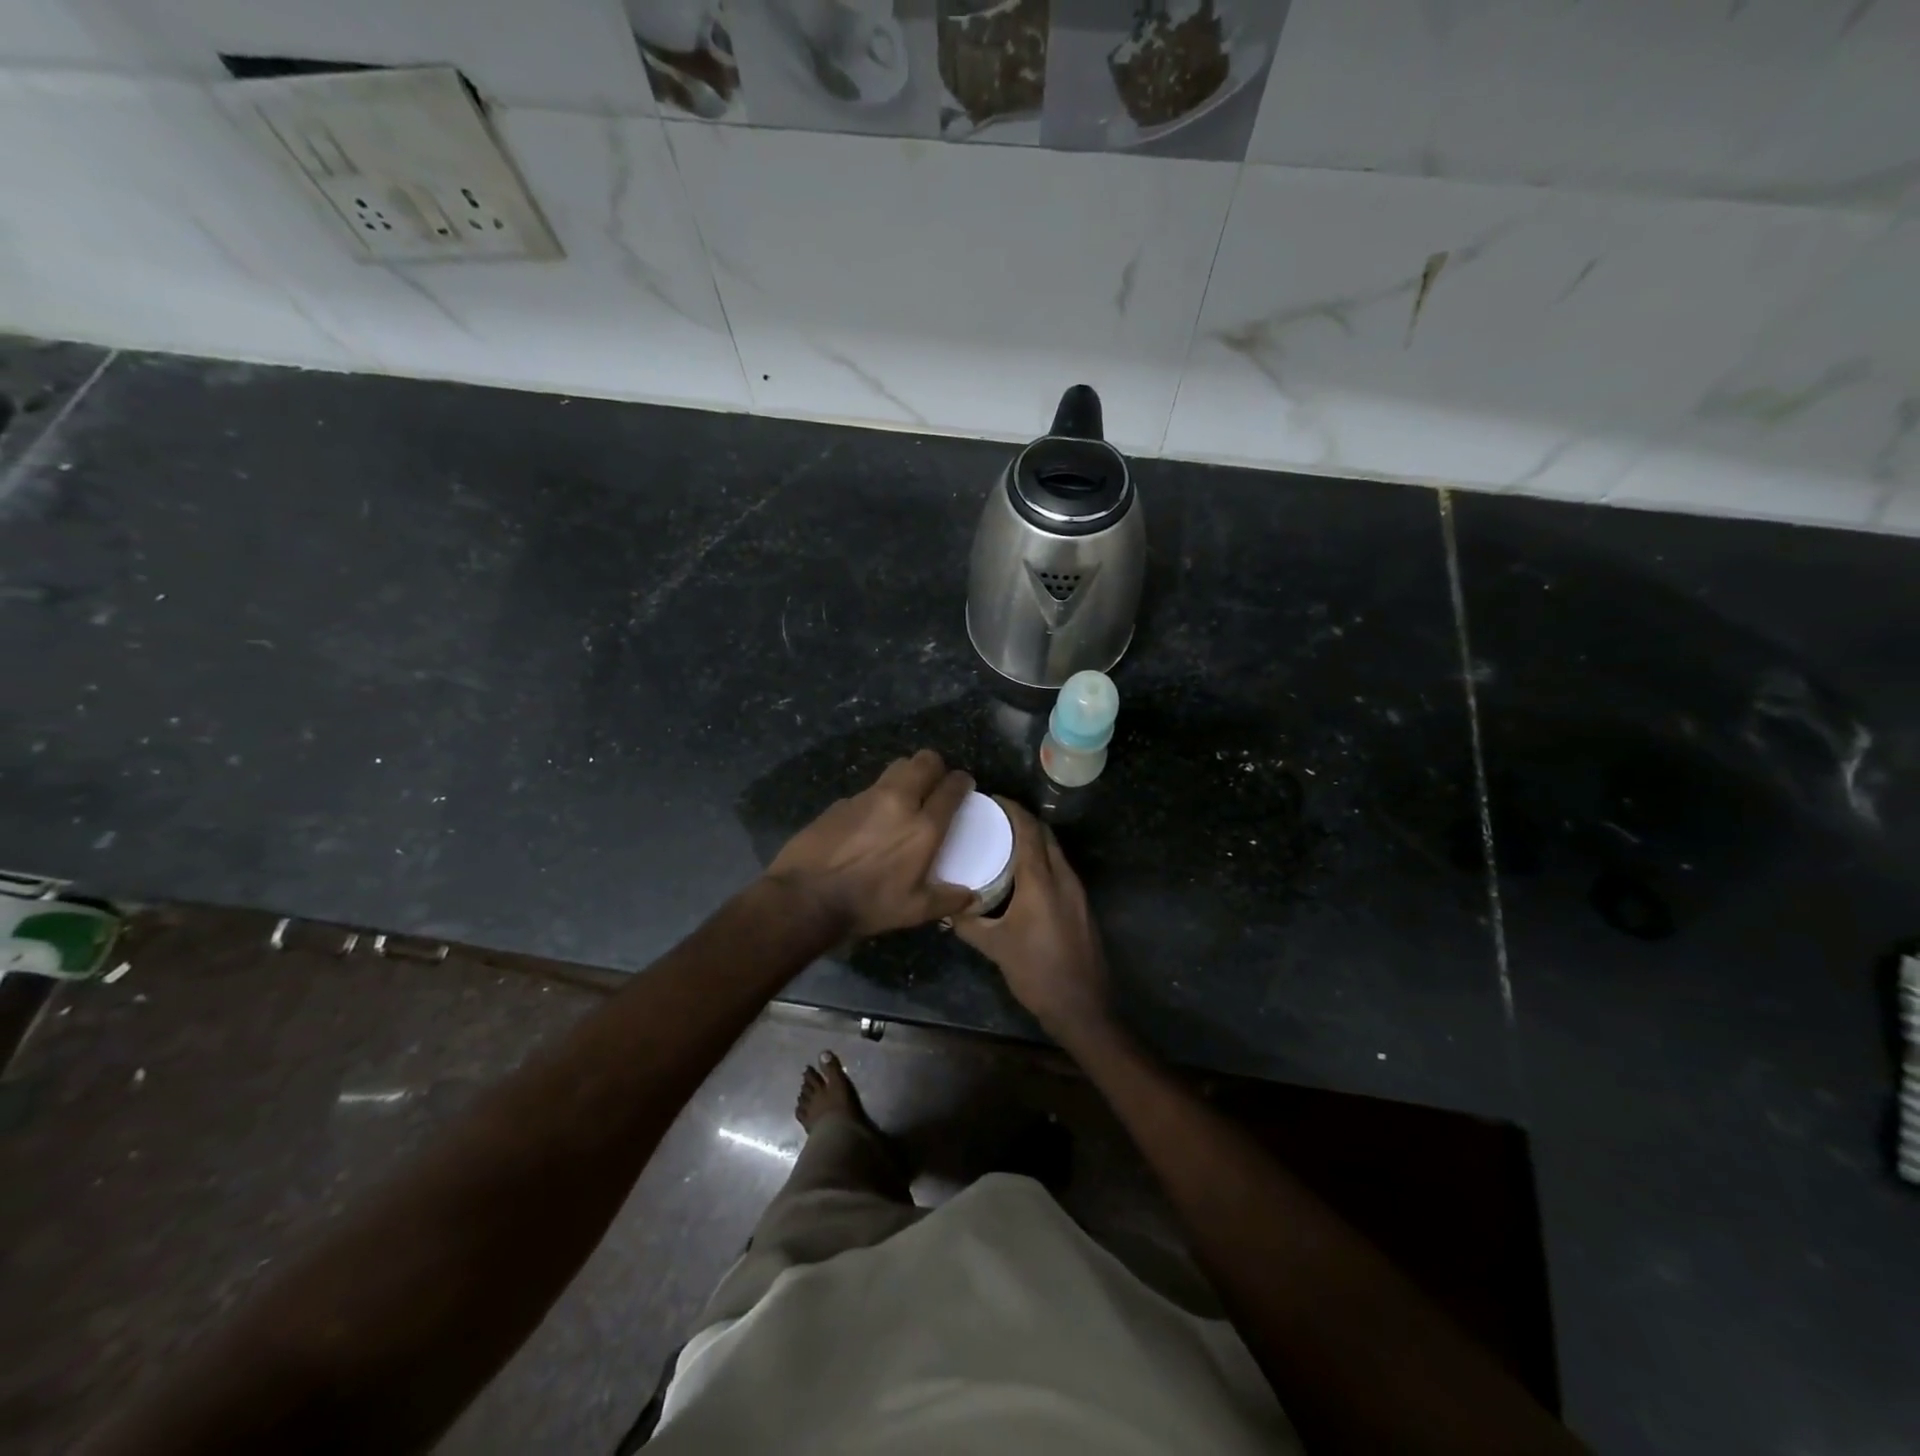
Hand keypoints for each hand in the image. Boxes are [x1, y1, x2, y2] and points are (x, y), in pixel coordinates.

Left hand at [767, 749, 977, 937]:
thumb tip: (971, 898)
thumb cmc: (867, 905)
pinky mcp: (841, 802)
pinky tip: (869, 822)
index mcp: (923, 826)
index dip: (962, 782)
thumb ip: (946, 900)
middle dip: (935, 767)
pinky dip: (877, 799)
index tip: (964, 786)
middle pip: (924, 761)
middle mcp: (898, 801)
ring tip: (904, 799)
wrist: (805, 897)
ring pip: (895, 768)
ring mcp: (866, 797)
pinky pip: (868, 790)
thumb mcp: (913, 910)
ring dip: (906, 777)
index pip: (951, 787)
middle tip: (935, 784)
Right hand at [954, 799, 1110, 1040]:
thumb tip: (945, 908)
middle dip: (1023, 820)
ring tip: (1005, 842)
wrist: (1082, 1006)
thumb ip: (968, 923)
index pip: (1029, 830)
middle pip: (1046, 835)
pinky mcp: (1082, 906)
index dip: (1012, 810)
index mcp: (1041, 880)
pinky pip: (1061, 869)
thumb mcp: (994, 947)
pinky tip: (1024, 874)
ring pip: (1056, 852)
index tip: (992, 800)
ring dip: (1034, 840)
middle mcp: (1063, 878)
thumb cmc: (1036, 972)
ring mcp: (1077, 892)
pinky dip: (1043, 860)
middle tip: (995, 819)